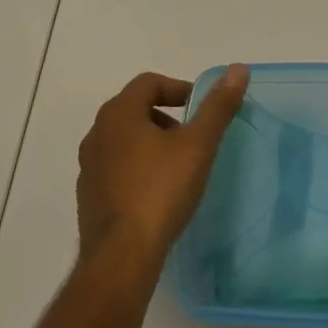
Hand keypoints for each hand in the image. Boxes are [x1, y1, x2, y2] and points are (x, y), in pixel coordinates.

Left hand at [76, 65, 248, 269]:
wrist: (121, 259)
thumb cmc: (160, 191)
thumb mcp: (198, 145)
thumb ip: (217, 106)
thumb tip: (238, 69)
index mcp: (119, 113)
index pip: (149, 83)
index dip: (178, 89)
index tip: (199, 108)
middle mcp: (97, 134)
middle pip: (135, 109)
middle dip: (166, 116)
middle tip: (192, 137)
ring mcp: (89, 168)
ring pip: (124, 140)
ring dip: (151, 143)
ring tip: (178, 166)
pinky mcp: (88, 198)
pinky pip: (116, 169)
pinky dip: (137, 169)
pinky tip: (157, 193)